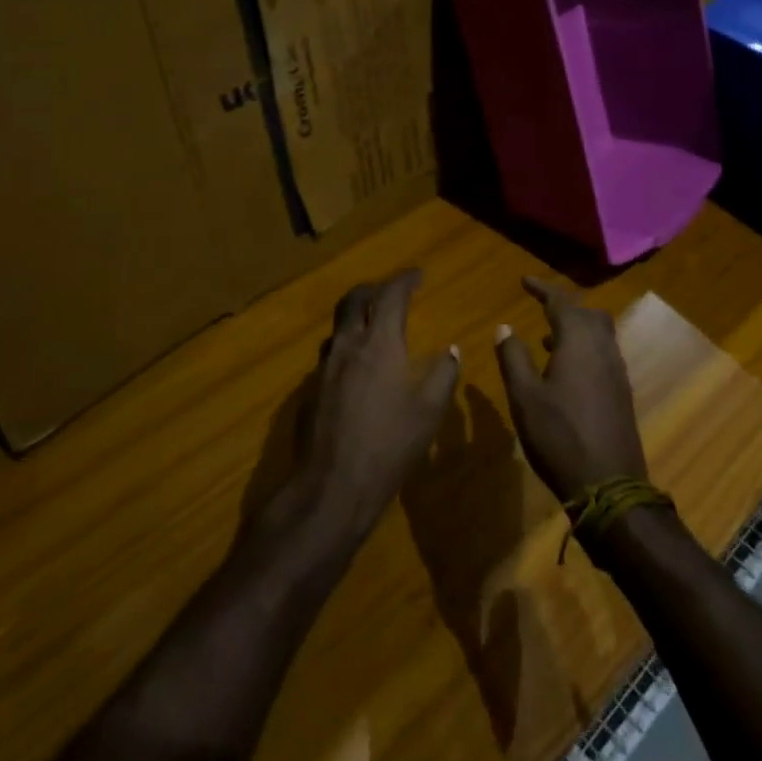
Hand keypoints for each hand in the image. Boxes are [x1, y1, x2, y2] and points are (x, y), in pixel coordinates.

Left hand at [296, 270, 459, 544]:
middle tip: (391, 292)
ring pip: (338, 327)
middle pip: (354, 300)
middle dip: (374, 289)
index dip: (405, 280)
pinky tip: (356, 370)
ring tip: (373, 327)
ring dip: (356, 317)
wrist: (331, 486)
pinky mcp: (310, 391)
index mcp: (379, 344)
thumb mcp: (429, 411)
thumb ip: (443, 375)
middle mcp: (347, 346)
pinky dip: (346, 348)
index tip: (418, 274)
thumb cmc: (389, 445)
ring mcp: (323, 368)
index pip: (391, 296)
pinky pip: (329, 355)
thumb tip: (451, 351)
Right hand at [495, 277, 646, 504]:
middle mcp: (603, 349)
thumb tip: (505, 327)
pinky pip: (604, 353)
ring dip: (576, 327)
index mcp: (579, 343)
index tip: (524, 281)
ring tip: (548, 339)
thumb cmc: (559, 437)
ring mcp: (617, 371)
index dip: (542, 288)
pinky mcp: (622, 392)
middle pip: (587, 313)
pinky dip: (585, 347)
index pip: (561, 302)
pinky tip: (567, 371)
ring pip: (600, 333)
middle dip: (563, 306)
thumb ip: (513, 357)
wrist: (609, 485)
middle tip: (540, 307)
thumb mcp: (524, 397)